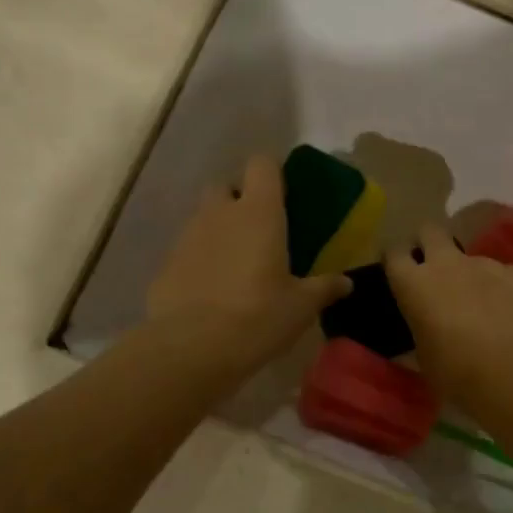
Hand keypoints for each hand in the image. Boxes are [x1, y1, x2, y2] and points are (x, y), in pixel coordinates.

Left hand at [148, 154, 349, 371]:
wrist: (191, 348)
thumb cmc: (258, 316)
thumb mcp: (301, 306)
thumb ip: (324, 288)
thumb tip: (346, 282)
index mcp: (259, 212)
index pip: (262, 164)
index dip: (273, 173)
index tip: (285, 195)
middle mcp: (219, 213)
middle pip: (225, 186)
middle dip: (239, 200)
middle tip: (259, 231)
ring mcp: (187, 237)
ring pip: (204, 219)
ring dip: (219, 232)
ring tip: (237, 267)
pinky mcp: (166, 265)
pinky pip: (187, 251)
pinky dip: (200, 262)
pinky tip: (212, 293)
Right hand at [385, 222, 512, 414]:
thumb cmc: (455, 374)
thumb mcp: (424, 355)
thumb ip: (421, 328)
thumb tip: (427, 325)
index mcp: (414, 284)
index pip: (394, 253)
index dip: (396, 259)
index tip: (399, 271)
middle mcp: (447, 263)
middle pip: (431, 231)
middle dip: (429, 243)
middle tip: (435, 269)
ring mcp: (486, 264)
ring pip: (473, 258)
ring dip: (473, 275)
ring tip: (484, 307)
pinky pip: (507, 274)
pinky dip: (506, 289)